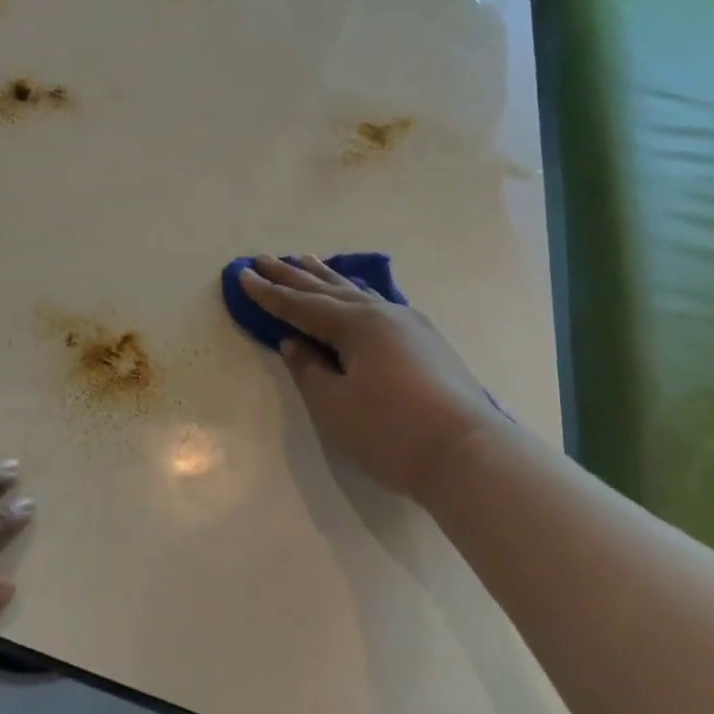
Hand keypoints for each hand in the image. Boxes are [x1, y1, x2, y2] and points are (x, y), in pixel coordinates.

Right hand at [239, 255, 501, 501]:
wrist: (471, 455)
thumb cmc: (392, 432)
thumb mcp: (336, 406)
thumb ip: (309, 370)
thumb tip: (294, 343)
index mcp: (356, 324)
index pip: (301, 305)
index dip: (269, 293)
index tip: (242, 275)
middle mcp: (381, 313)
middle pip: (326, 289)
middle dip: (292, 276)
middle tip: (263, 258)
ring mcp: (408, 325)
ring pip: (356, 291)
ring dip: (325, 277)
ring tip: (304, 259)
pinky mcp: (427, 341)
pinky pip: (377, 303)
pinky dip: (354, 292)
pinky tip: (355, 292)